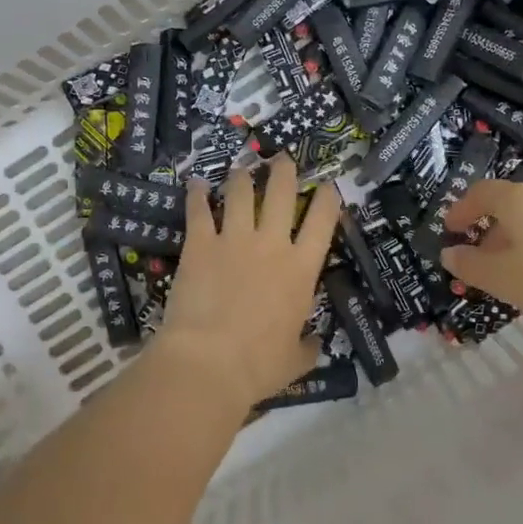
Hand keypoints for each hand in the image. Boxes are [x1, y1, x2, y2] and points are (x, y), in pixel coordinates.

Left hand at [158, 154, 342, 408]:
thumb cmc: (259, 365)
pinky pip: (198, 210)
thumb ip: (308, 345)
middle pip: (281, 192)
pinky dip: (196, 194)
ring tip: (241, 167)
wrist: (209, 361)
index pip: (322, 221)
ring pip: (240, 193)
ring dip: (242, 176)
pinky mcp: (199, 244)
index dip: (327, 198)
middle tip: (282, 159)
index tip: (327, 185)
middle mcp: (271, 244)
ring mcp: (233, 239)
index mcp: (300, 269)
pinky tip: (195, 183)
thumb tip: (315, 343)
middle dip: (284, 171)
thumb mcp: (296, 360)